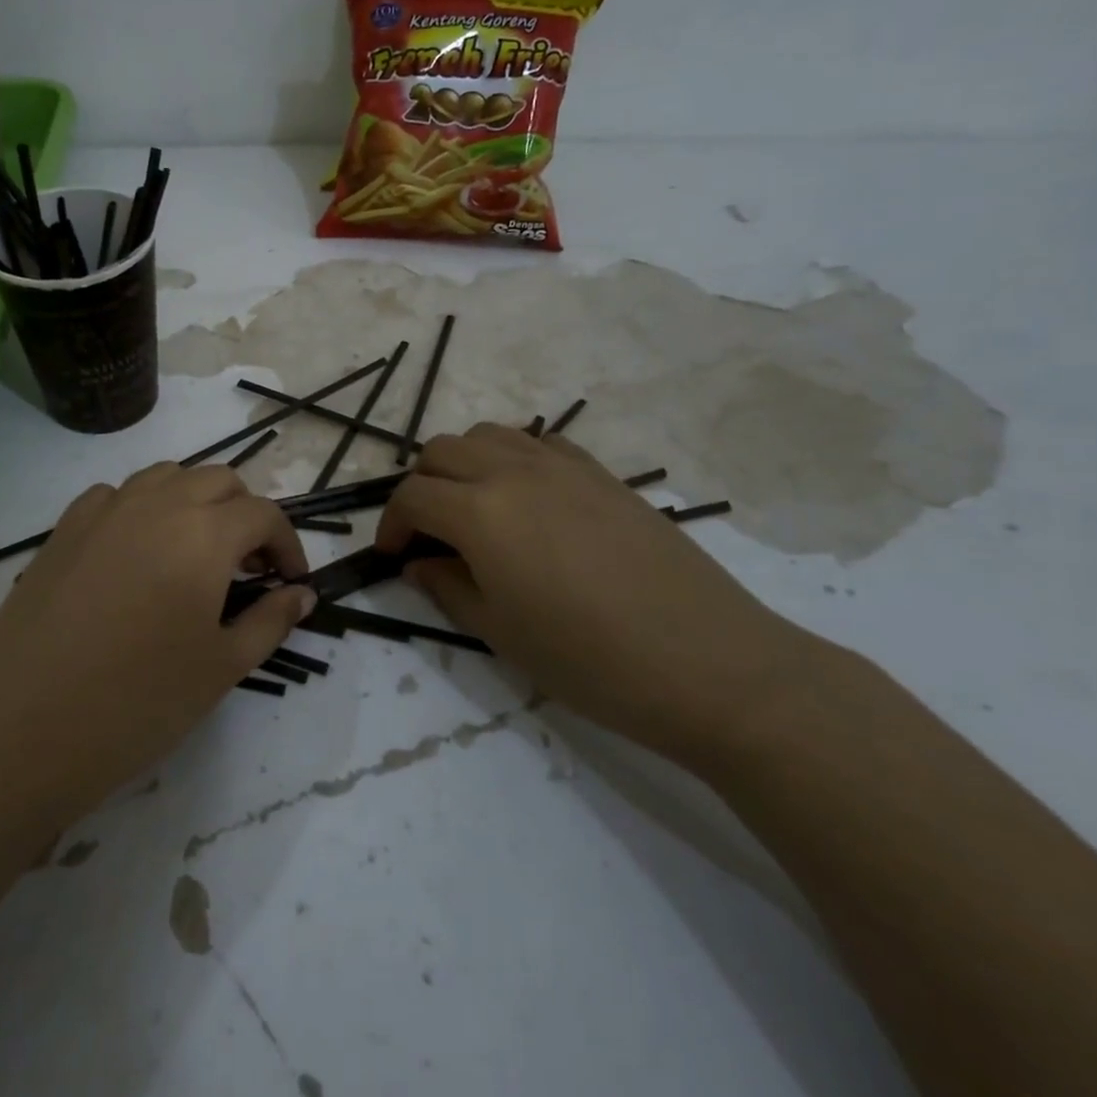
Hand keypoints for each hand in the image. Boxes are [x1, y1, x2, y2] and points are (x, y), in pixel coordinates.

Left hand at [0, 463, 313, 835]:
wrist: (20, 731)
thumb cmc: (138, 704)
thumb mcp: (221, 668)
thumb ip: (270, 621)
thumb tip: (302, 594)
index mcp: (204, 533)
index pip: (263, 514)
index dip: (287, 545)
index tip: (290, 583)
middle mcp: (157, 504)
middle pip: (219, 481)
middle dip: (245, 515)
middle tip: (246, 568)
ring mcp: (104, 510)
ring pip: (166, 477)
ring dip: (195, 502)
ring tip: (195, 554)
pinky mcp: (63, 528)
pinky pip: (116, 495)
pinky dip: (142, 509)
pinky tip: (137, 554)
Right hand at [375, 423, 822, 766]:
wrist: (706, 661)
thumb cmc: (588, 659)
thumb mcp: (500, 632)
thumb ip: (447, 587)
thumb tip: (419, 564)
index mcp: (480, 512)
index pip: (412, 496)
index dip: (390, 524)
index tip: (393, 556)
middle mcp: (514, 471)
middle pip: (441, 451)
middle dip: (420, 486)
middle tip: (427, 533)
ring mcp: (563, 466)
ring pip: (489, 435)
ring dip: (463, 465)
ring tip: (471, 510)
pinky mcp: (602, 474)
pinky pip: (540, 443)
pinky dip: (513, 459)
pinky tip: (527, 501)